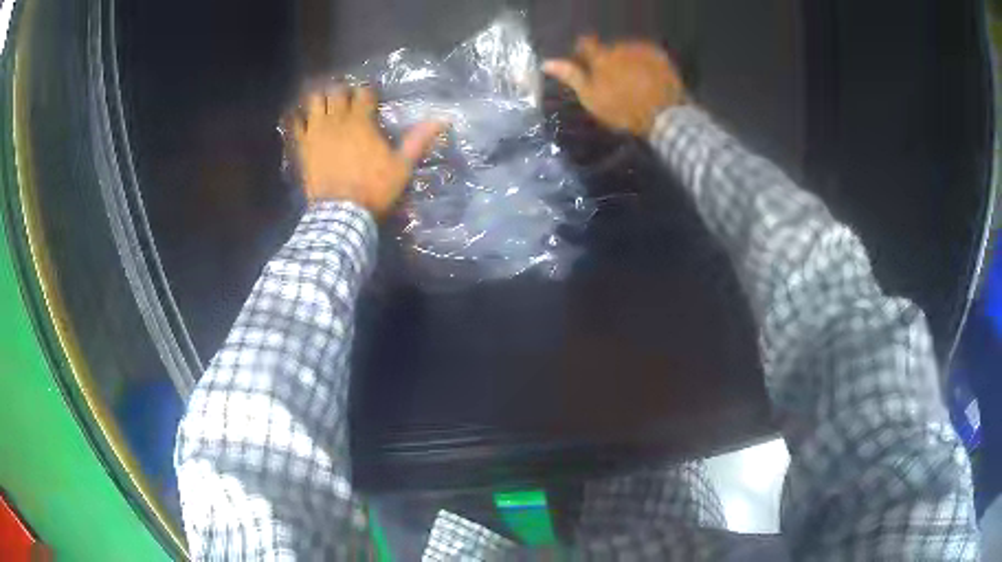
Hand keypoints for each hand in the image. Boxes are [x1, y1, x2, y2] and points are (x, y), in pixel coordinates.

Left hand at [290, 87, 443, 213]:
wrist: (341, 213)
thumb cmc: (374, 188)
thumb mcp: (402, 167)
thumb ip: (418, 140)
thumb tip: (443, 119)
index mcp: (362, 121)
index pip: (364, 93)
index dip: (368, 92)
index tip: (371, 97)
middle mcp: (337, 120)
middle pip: (337, 92)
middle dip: (343, 91)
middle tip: (347, 98)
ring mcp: (316, 131)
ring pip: (314, 101)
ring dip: (320, 98)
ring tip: (324, 103)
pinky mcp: (303, 146)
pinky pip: (296, 124)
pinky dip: (299, 118)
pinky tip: (302, 119)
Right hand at [543, 36, 684, 136]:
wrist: (664, 116)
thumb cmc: (623, 110)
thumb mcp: (591, 98)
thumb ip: (571, 76)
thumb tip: (546, 62)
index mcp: (601, 57)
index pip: (586, 44)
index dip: (585, 53)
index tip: (587, 65)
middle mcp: (619, 47)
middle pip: (609, 49)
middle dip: (609, 60)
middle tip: (614, 81)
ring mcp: (641, 50)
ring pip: (628, 51)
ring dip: (627, 61)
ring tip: (634, 82)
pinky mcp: (659, 56)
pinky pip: (647, 54)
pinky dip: (644, 63)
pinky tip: (648, 79)